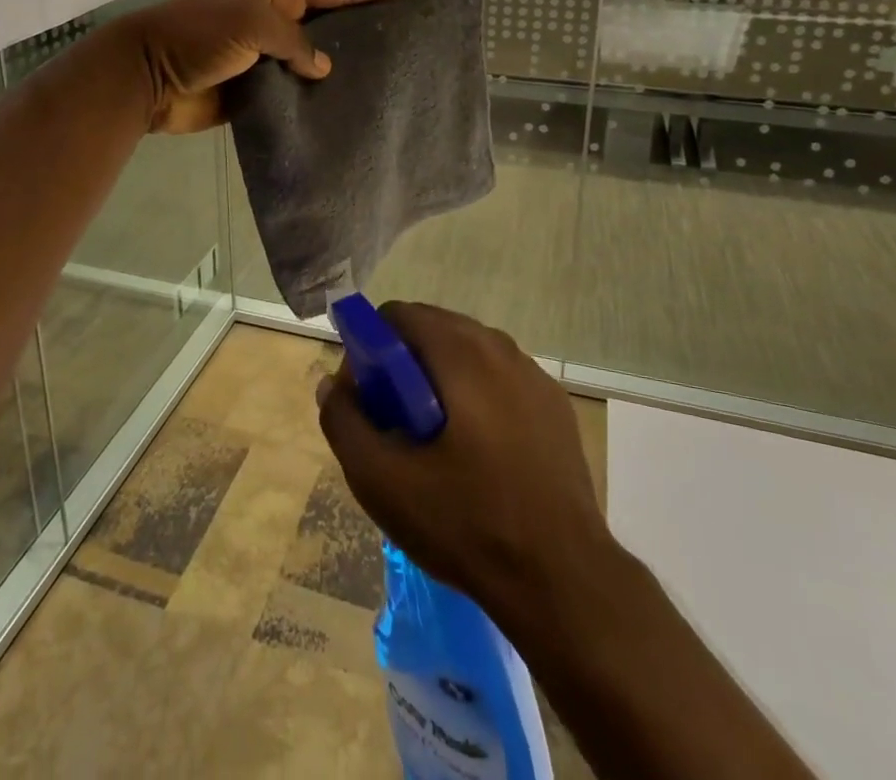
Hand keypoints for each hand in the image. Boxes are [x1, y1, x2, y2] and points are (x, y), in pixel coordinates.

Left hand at [121, 0, 413, 133]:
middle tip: (406, 32)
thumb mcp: (251, 22)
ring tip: (386, 75)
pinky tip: (343, 108)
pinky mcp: (254, 91)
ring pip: (311, 61)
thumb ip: (294, 41)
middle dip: (362, 24)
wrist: (147, 77)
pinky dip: (313, 99)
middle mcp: (271, 21)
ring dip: (340, 67)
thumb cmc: (199, 35)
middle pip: (326, 22)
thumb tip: (321, 67)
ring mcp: (262, 57)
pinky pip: (292, 93)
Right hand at [317, 303, 612, 623]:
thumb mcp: (383, 480)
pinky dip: (477, 394)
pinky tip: (477, 451)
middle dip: (405, 362)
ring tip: (433, 438)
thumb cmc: (466, 522)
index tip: (368, 396)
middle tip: (395, 420)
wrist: (562, 579)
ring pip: (469, 352)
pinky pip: (501, 378)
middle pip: (435, 329)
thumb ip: (345, 422)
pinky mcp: (555, 405)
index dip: (371, 347)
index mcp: (461, 352)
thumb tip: (333, 384)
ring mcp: (534, 375)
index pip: (400, 315)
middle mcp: (500, 347)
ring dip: (441, 377)